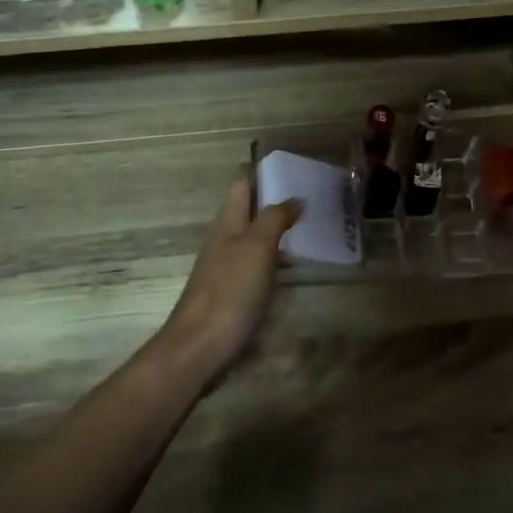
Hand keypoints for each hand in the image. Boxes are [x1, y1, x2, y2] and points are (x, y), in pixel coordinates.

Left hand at [154, 172, 301, 382]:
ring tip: (311, 226)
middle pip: (248, 210)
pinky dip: (275, 257)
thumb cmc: (230, 291)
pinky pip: (256, 263)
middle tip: (312, 195)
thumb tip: (294, 197)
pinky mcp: (231, 293)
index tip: (292, 165)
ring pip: (253, 237)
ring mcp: (225, 267)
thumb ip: (274, 218)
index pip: (242, 184)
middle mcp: (224, 240)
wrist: (200, 347)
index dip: (262, 171)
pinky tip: (292, 267)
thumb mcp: (256, 247)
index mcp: (227, 223)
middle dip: (274, 199)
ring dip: (277, 228)